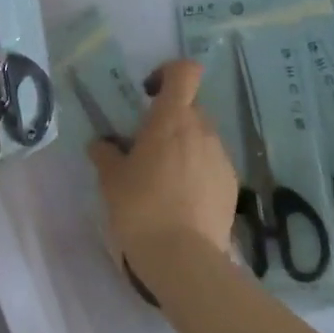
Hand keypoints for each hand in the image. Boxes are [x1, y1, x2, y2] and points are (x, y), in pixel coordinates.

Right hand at [88, 58, 238, 279]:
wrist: (185, 261)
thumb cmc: (141, 207)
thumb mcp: (111, 179)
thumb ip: (106, 153)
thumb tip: (102, 144)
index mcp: (172, 118)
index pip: (184, 72)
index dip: (168, 73)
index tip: (148, 93)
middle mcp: (202, 129)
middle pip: (190, 106)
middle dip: (170, 118)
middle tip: (147, 146)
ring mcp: (220, 158)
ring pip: (201, 137)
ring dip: (184, 146)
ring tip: (163, 179)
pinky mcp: (231, 186)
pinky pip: (211, 164)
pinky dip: (197, 172)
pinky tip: (181, 201)